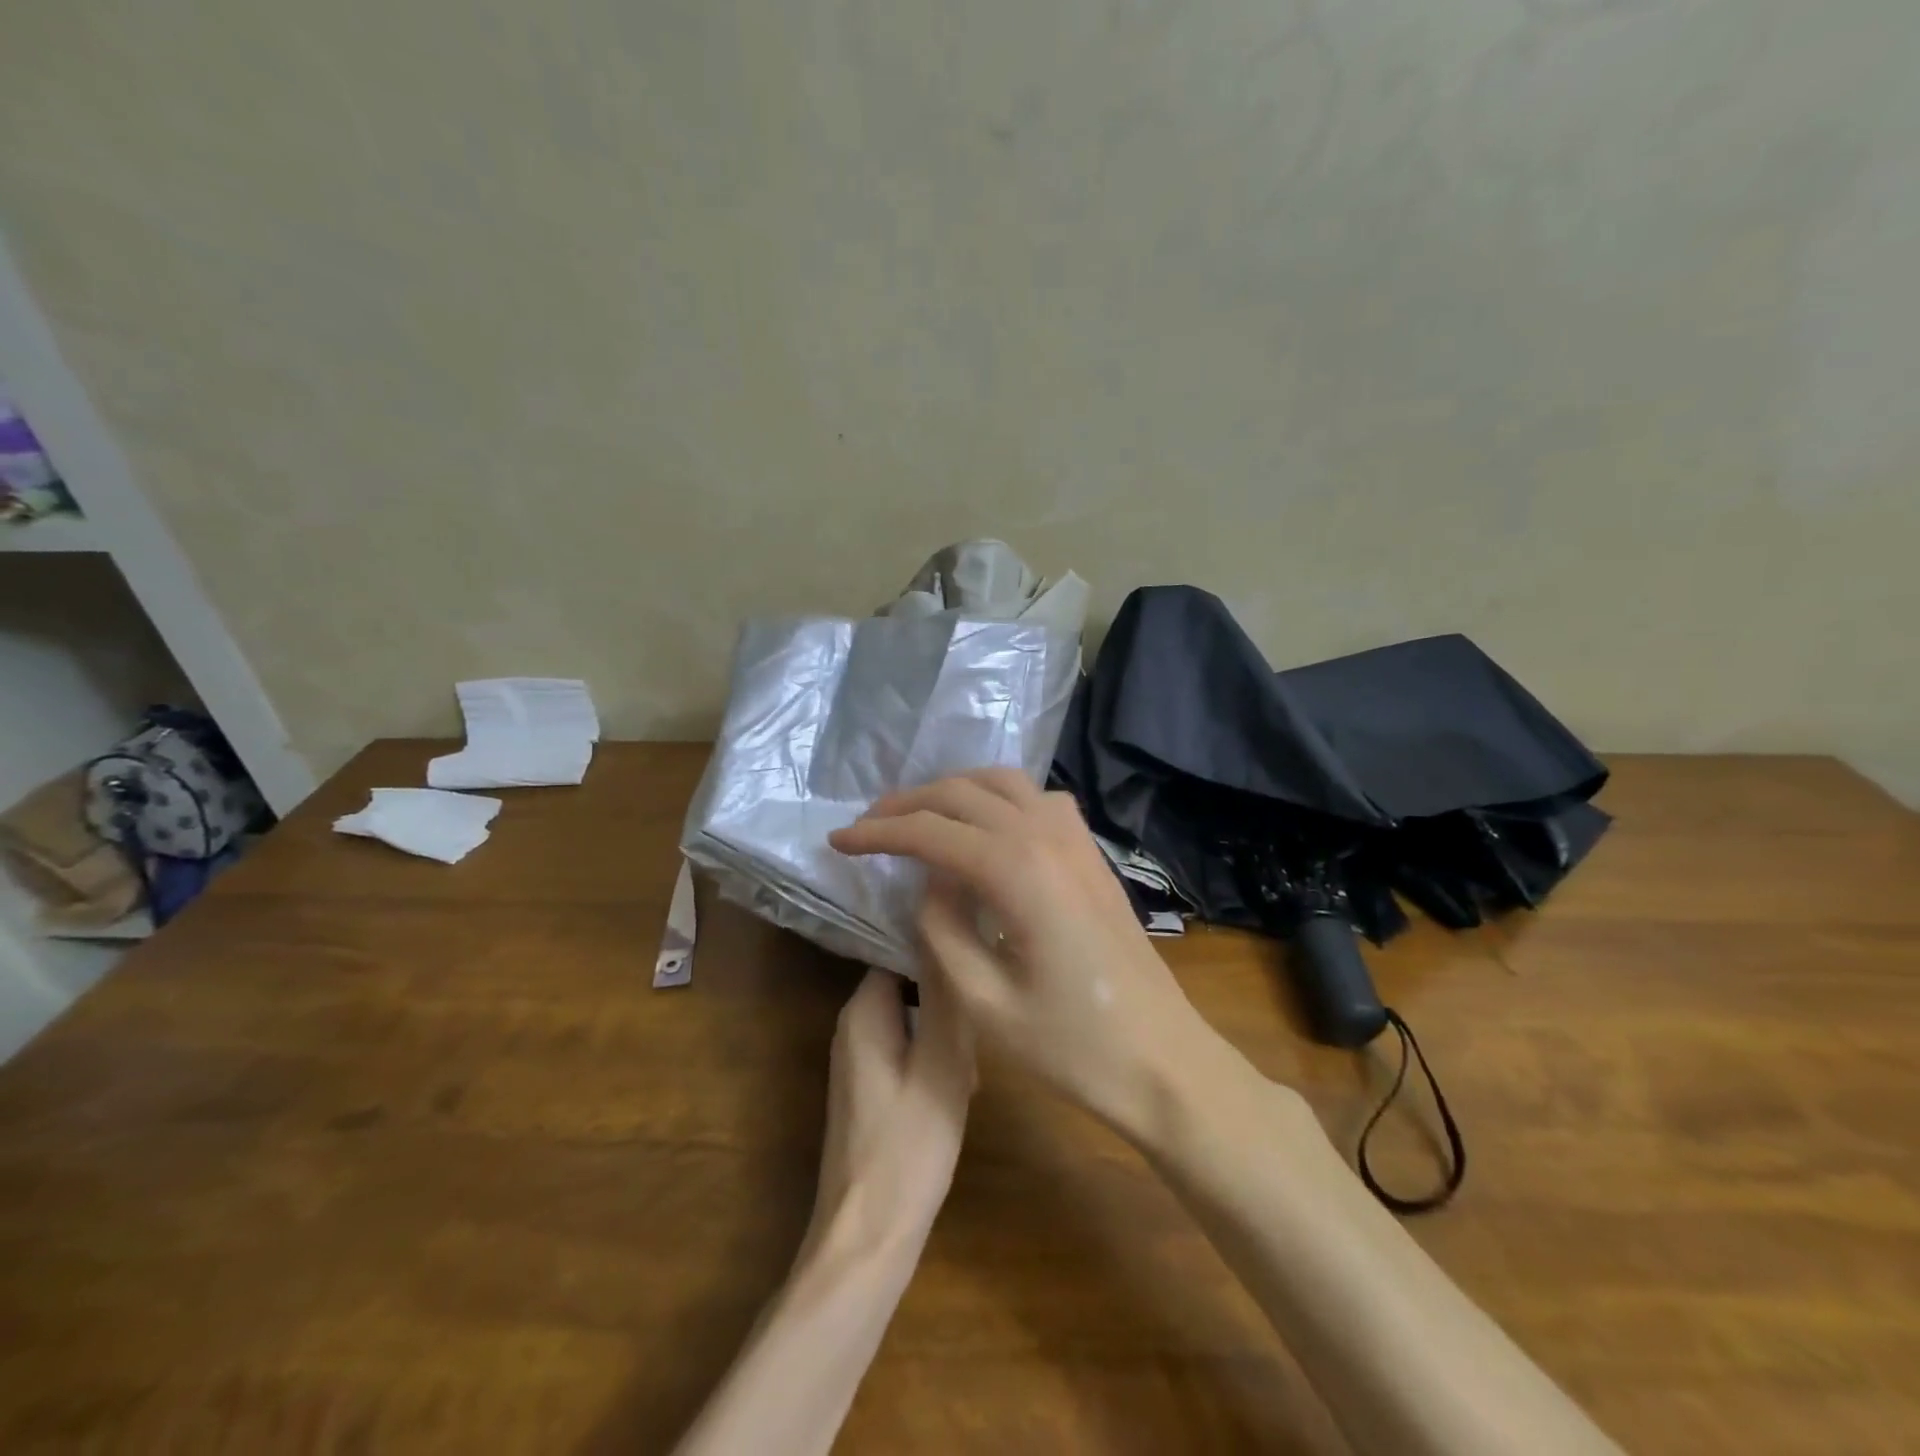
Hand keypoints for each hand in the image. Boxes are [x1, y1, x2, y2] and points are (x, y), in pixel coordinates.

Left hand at [802, 966, 974, 1264]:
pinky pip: (908, 1049)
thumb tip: (944, 931)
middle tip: (978, 1035)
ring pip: (913, 1018)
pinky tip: (959, 1090)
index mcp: (862, 1011)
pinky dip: (935, 1059)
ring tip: (971, 1071)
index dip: (942, 956)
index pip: (902, 951)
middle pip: (910, 984)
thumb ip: (945, 998)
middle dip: (948, 1001)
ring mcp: (859, 1059)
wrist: (868, 1237)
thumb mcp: (941, 1065)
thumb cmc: (908, 1147)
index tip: (978, 971)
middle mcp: (853, 1025)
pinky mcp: (870, 1088)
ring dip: (946, 1033)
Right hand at [829, 770, 1222, 1141]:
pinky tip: (985, 828)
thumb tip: (928, 881)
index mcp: (1016, 870)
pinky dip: (998, 798)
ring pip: (1003, 782)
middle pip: (962, 793)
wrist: (1162, 1060)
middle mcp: (1046, 836)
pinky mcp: (1091, 853)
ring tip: (918, 818)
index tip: (837, 843)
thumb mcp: (983, 1002)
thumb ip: (941, 929)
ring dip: (953, 791)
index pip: (929, 832)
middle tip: (867, 827)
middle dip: (908, 804)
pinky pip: (1039, 799)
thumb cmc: (1072, 1046)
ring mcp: (1076, 839)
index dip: (877, 834)